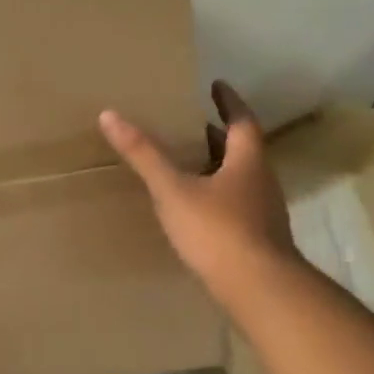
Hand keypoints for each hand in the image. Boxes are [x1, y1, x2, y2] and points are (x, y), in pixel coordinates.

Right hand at [99, 81, 300, 307]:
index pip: (241, 120)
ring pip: (240, 178)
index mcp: (248, 160)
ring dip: (218, 166)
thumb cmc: (217, 230)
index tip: (216, 85)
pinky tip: (197, 209)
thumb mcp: (173, 190)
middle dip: (219, 135)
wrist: (258, 288)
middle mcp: (261, 180)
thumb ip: (144, 155)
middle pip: (242, 149)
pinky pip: (236, 205)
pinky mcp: (257, 238)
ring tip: (189, 163)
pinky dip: (217, 196)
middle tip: (194, 124)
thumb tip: (110, 114)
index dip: (228, 101)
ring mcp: (263, 212)